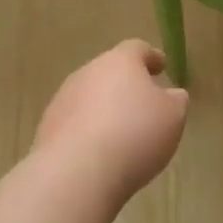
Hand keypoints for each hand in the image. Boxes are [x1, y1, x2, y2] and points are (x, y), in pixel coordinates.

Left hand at [32, 40, 189, 201]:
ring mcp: (63, 100)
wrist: (76, 173)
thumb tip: (171, 94)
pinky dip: (88, 132)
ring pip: (89, 97)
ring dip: (104, 109)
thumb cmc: (134, 135)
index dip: (151, 57)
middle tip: (143, 104)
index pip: (137, 49)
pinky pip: (75, 124)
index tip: (161, 66)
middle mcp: (87, 72)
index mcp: (119, 62)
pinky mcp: (47, 129)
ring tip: (121, 133)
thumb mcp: (172, 116)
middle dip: (125, 85)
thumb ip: (175, 100)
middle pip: (109, 72)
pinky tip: (99, 153)